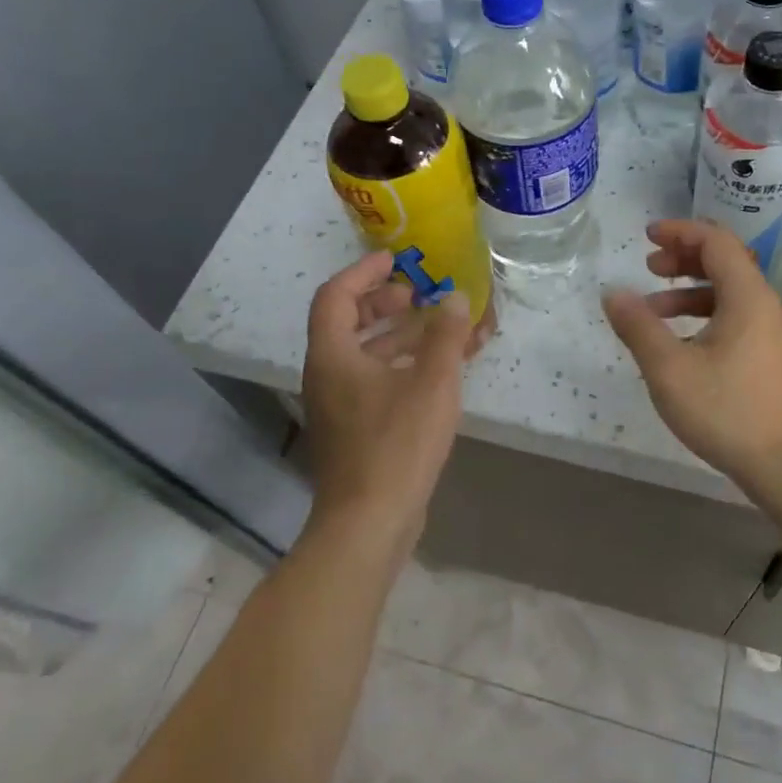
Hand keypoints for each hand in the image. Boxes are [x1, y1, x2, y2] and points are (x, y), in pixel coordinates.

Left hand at [301, 252, 474, 550]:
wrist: (369, 522)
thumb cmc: (397, 444)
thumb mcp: (432, 382)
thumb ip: (445, 335)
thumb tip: (454, 298)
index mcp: (333, 355)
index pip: (336, 295)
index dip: (364, 272)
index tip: (396, 260)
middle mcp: (327, 375)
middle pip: (347, 322)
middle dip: (384, 303)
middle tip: (418, 296)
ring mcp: (338, 405)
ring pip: (364, 354)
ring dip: (398, 336)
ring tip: (437, 328)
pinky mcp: (354, 430)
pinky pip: (374, 381)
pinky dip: (401, 366)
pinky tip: (435, 371)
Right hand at [603, 220, 781, 497]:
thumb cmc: (727, 411)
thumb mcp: (669, 369)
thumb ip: (638, 326)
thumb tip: (613, 292)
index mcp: (746, 296)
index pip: (715, 241)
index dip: (680, 232)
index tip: (647, 236)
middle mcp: (763, 305)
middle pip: (724, 262)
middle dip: (683, 258)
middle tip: (649, 267)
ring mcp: (769, 332)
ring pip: (727, 292)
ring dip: (689, 290)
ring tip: (652, 309)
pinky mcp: (767, 356)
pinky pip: (733, 317)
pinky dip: (702, 315)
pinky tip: (678, 342)